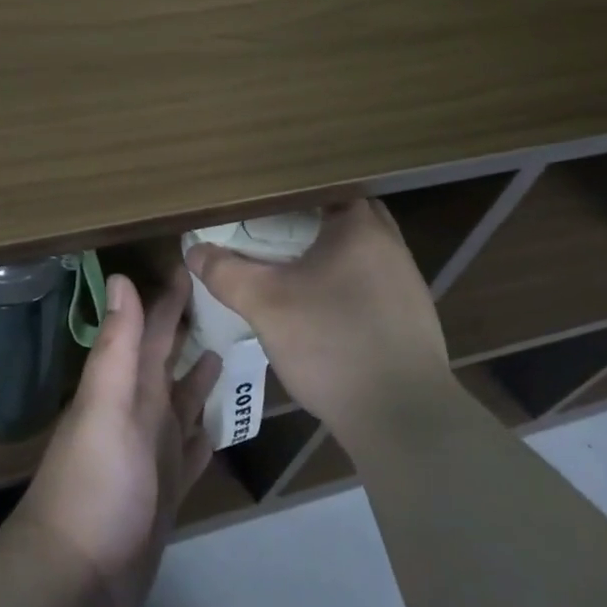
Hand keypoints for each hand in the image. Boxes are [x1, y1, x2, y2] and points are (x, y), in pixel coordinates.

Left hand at [14, 270, 220, 606]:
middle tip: (228, 299)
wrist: (76, 579)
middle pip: (169, 361)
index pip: (151, 330)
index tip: (194, 263)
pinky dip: (206, 432)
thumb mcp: (106, 406)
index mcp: (127, 388)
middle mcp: (141, 411)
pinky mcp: (167, 490)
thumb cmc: (95, 484)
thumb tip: (120, 277)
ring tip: (232, 349)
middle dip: (190, 330)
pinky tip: (224, 421)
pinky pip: (192, 449)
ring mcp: (154, 452)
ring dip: (201, 377)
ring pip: (183, 401)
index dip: (169, 298)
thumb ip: (117, 345)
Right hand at [183, 200, 453, 451]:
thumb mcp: (265, 305)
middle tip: (270, 237)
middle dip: (308, 225)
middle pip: (343, 218)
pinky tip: (322, 311)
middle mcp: (390, 245)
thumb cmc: (332, 343)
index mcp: (360, 226)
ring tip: (290, 270)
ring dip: (328, 257)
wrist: (402, 417)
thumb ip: (226, 272)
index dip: (288, 195)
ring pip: (359, 253)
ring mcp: (407, 283)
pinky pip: (371, 285)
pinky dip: (345, 286)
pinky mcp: (412, 318)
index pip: (322, 188)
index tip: (259, 206)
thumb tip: (195, 251)